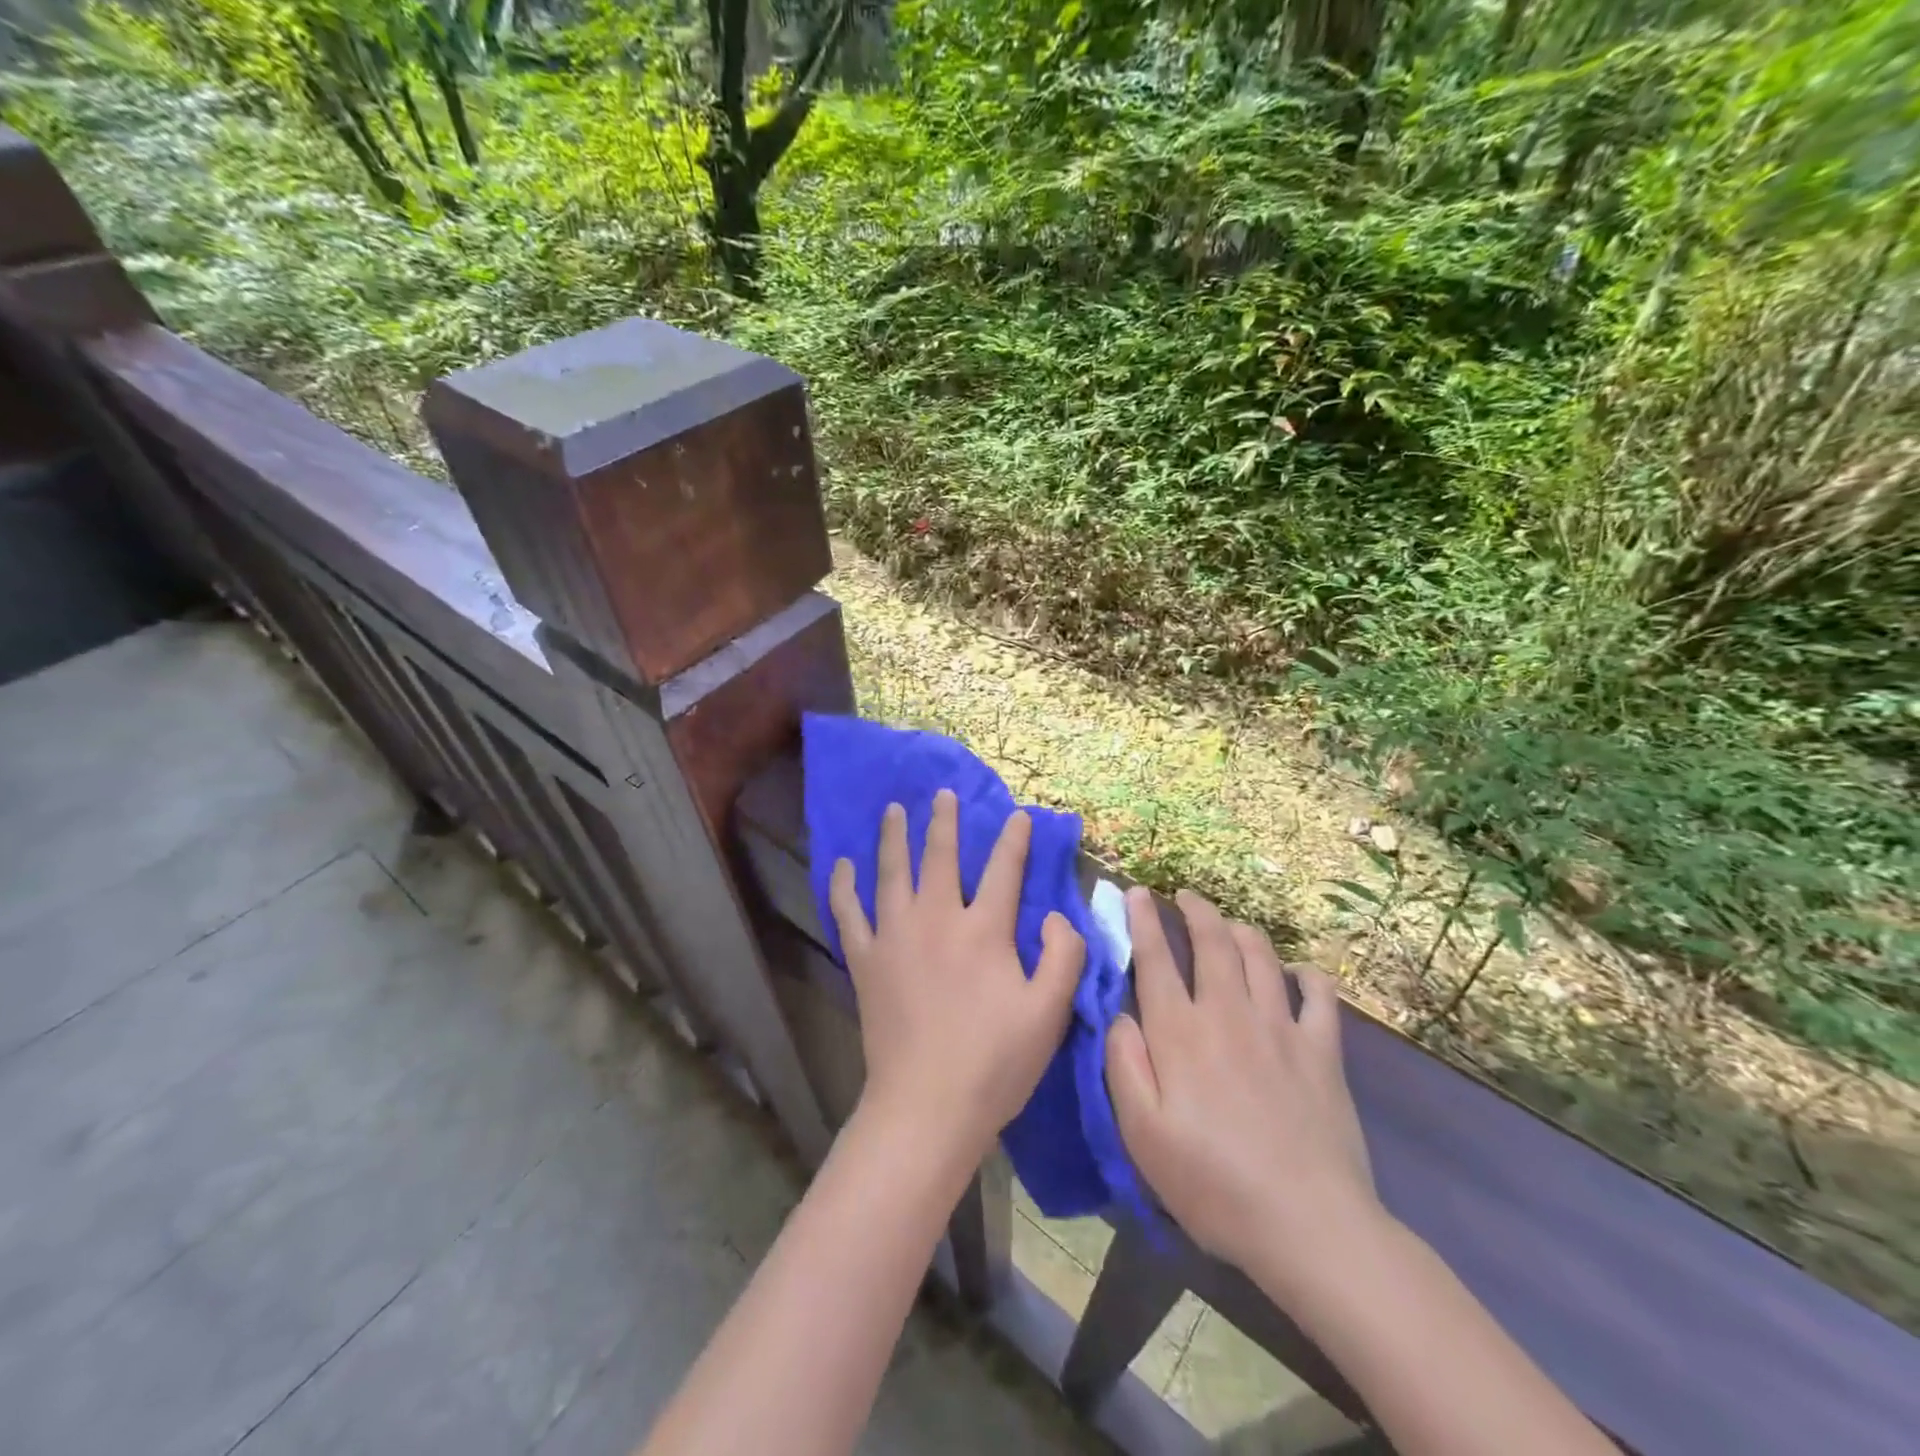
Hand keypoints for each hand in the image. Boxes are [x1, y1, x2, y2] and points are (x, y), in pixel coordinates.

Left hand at [829, 789, 1083, 1171]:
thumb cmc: (994, 1062)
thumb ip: (1063, 957)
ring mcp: (895, 936)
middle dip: (945, 821)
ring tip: (894, 810)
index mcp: (984, 930)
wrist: (926, 1106)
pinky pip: (849, 913)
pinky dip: (844, 887)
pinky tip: (843, 865)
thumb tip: (1055, 915)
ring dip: (894, 837)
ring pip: (892, 872)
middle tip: (943, 794)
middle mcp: (937, 919)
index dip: (1014, 840)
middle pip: (940, 857)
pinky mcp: (865, 961)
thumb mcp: (1048, 1013)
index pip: (1004, 871)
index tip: (1018, 815)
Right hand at [1106, 888, 1377, 1291]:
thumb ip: (1124, 1064)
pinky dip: (1308, 975)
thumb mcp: (1142, 1134)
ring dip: (1242, 930)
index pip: (1155, 959)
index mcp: (1180, 1032)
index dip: (1142, 920)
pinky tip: (1300, 973)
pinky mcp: (1322, 1051)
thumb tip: (1118, 1014)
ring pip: (1261, 956)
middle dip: (1196, 910)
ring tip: (1231, 924)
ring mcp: (1280, 1028)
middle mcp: (1228, 1014)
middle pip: (1213, 942)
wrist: (1308, 1225)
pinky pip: (1319, 995)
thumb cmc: (1212, 1183)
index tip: (1134, 892)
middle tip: (1185, 895)